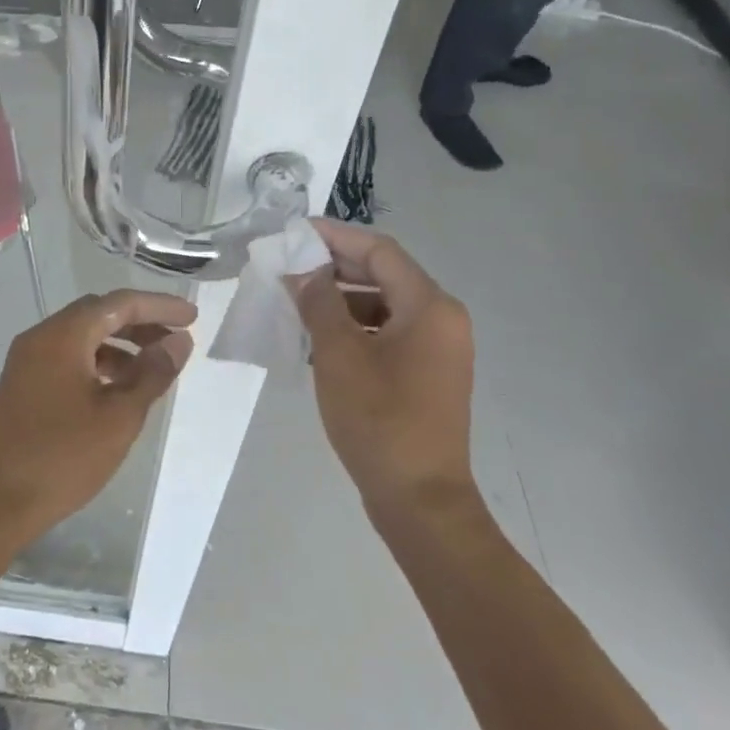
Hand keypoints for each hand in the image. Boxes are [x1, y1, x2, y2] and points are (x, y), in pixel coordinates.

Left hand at [0, 289, 196, 548]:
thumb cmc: (62, 458)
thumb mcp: (119, 417)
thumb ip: (152, 374)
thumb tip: (178, 342)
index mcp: (62, 335)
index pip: (119, 303)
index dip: (159, 307)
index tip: (192, 319)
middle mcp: (40, 337)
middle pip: (97, 314)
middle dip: (140, 323)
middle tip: (176, 342)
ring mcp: (26, 361)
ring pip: (81, 337)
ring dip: (119, 345)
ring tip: (153, 370)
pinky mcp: (22, 384)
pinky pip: (66, 358)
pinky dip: (97, 363)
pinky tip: (118, 389)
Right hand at [287, 220, 477, 523]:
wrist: (419, 497)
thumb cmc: (379, 420)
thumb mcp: (338, 355)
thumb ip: (319, 302)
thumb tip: (301, 269)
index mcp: (430, 307)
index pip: (380, 251)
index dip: (336, 236)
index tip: (294, 232)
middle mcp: (442, 319)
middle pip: (384, 274)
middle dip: (334, 267)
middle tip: (287, 265)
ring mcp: (437, 348)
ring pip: (383, 304)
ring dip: (340, 298)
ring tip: (295, 301)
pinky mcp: (426, 372)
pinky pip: (387, 332)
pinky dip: (353, 326)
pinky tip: (318, 337)